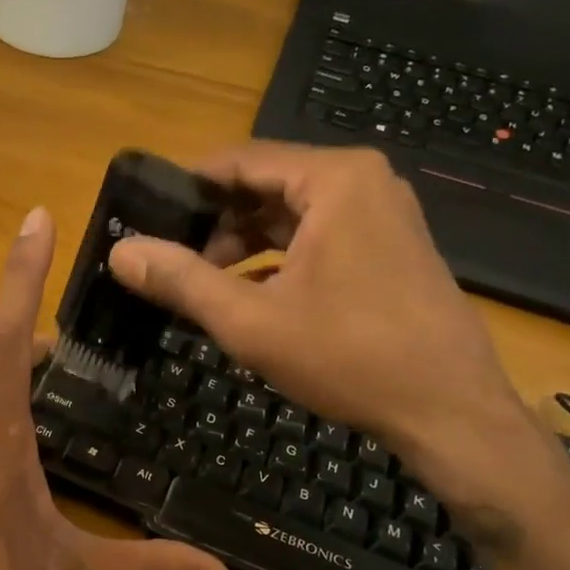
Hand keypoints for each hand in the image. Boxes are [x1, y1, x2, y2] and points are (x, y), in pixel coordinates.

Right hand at [107, 143, 537, 495]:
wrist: (449, 410)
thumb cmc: (348, 356)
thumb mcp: (250, 320)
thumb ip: (181, 280)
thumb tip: (120, 251)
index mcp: (333, 179)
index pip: (239, 160)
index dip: (187, 187)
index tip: (145, 214)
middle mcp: (362, 182)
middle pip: (266, 184)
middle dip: (214, 220)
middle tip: (168, 256)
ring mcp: (382, 214)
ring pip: (291, 213)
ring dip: (243, 243)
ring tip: (200, 279)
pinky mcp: (389, 246)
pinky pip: (318, 236)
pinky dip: (278, 257)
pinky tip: (246, 293)